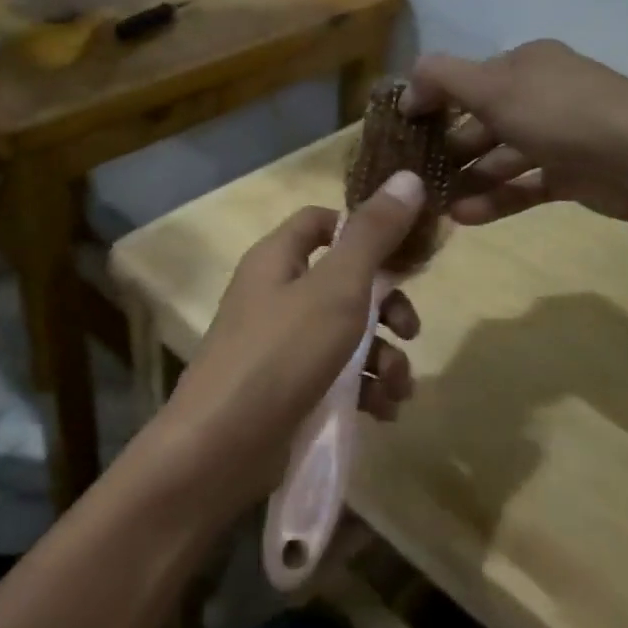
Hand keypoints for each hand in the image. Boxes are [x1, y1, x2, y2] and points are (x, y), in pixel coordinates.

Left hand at [161, 172, 426, 511]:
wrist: (217, 451)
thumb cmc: (280, 354)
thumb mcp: (336, 289)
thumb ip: (374, 236)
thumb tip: (409, 176)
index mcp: (278, 258)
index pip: (321, 221)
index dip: (362, 231)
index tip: (403, 255)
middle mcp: (275, 294)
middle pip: (343, 282)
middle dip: (386, 307)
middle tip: (411, 331)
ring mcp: (278, 345)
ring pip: (345, 334)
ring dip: (382, 357)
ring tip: (398, 389)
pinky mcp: (285, 389)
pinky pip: (335, 376)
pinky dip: (363, 389)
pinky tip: (383, 412)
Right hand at [403, 40, 627, 232]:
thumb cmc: (561, 113)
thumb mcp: (492, 86)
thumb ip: (442, 78)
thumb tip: (408, 86)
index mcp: (526, 62)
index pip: (468, 78)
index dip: (434, 100)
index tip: (403, 129)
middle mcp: (543, 93)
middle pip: (484, 119)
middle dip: (449, 145)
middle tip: (416, 173)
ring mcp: (561, 135)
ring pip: (503, 155)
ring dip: (469, 177)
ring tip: (436, 203)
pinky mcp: (574, 174)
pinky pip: (525, 184)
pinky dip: (496, 198)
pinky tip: (465, 216)